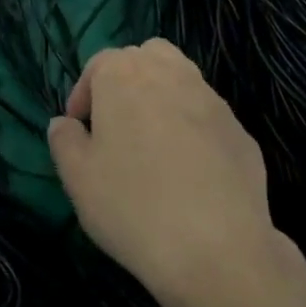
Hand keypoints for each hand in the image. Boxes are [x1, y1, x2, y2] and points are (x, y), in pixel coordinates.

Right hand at [47, 40, 280, 306]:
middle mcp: (171, 74)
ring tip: (152, 146)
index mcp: (125, 76)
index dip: (83, 94)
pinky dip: (194, 131)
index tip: (79, 130)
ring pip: (182, 81)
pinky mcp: (241, 132)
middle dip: (127, 82)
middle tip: (116, 124)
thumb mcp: (78, 178)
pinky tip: (189, 174)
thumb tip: (64, 123)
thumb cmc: (132, 206)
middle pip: (146, 57)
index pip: (98, 64)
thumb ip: (64, 141)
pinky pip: (208, 119)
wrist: (217, 248)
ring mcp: (213, 101)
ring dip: (162, 100)